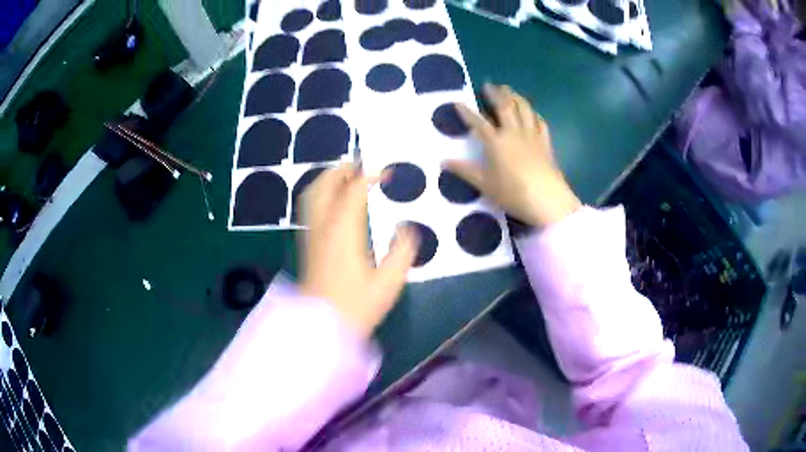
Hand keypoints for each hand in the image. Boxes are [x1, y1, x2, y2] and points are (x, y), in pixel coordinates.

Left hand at [299, 164, 418, 337]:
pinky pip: (310, 208)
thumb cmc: (356, 306)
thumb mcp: (389, 283)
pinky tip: (332, 202)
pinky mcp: (307, 244)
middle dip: (342, 169)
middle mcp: (322, 226)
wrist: (321, 326)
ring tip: (345, 177)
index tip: (386, 174)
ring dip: (327, 179)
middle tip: (361, 164)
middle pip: (325, 185)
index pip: (353, 191)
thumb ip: (402, 252)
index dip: (369, 177)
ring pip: (312, 194)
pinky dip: (320, 194)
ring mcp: (311, 234)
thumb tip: (406, 229)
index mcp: (343, 231)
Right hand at [448, 84, 580, 227]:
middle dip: (495, 94)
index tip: (458, 102)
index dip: (467, 112)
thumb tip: (442, 161)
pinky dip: (534, 114)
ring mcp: (532, 136)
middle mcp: (513, 133)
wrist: (547, 200)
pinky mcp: (546, 143)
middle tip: (489, 84)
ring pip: (524, 109)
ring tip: (509, 90)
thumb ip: (464, 171)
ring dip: (515, 97)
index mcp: (496, 142)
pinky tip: (532, 112)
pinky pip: (540, 122)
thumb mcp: (485, 185)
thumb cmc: (513, 193)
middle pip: (504, 107)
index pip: (478, 122)